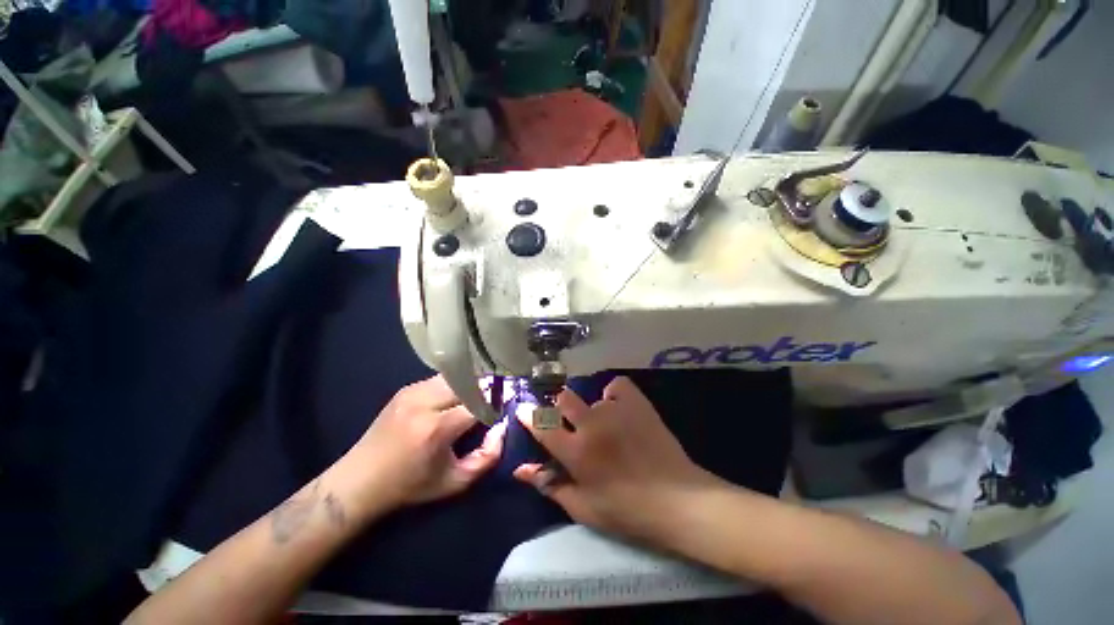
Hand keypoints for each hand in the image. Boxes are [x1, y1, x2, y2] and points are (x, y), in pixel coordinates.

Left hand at [339, 375, 505, 516]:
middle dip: (487, 389)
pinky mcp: (407, 389)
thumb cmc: (411, 485)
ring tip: (479, 396)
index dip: (497, 403)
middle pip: (469, 383)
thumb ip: (487, 457)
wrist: (359, 479)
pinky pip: (441, 379)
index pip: (479, 403)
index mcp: (436, 429)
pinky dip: (455, 385)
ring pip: (457, 377)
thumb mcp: (455, 482)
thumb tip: (502, 427)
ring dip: (472, 384)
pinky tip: (457, 397)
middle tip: (496, 399)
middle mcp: (425, 403)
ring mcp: (413, 392)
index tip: (508, 405)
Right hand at [514, 377, 722, 542]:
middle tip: (570, 421)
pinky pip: (616, 385)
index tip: (523, 409)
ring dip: (591, 411)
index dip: (529, 415)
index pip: (542, 425)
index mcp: (576, 452)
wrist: (677, 500)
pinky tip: (619, 408)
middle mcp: (591, 424)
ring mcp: (615, 409)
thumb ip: (549, 485)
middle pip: (563, 399)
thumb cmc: (626, 511)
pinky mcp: (636, 402)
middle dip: (559, 407)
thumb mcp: (582, 507)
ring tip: (606, 427)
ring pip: (590, 397)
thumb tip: (520, 470)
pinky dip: (614, 394)